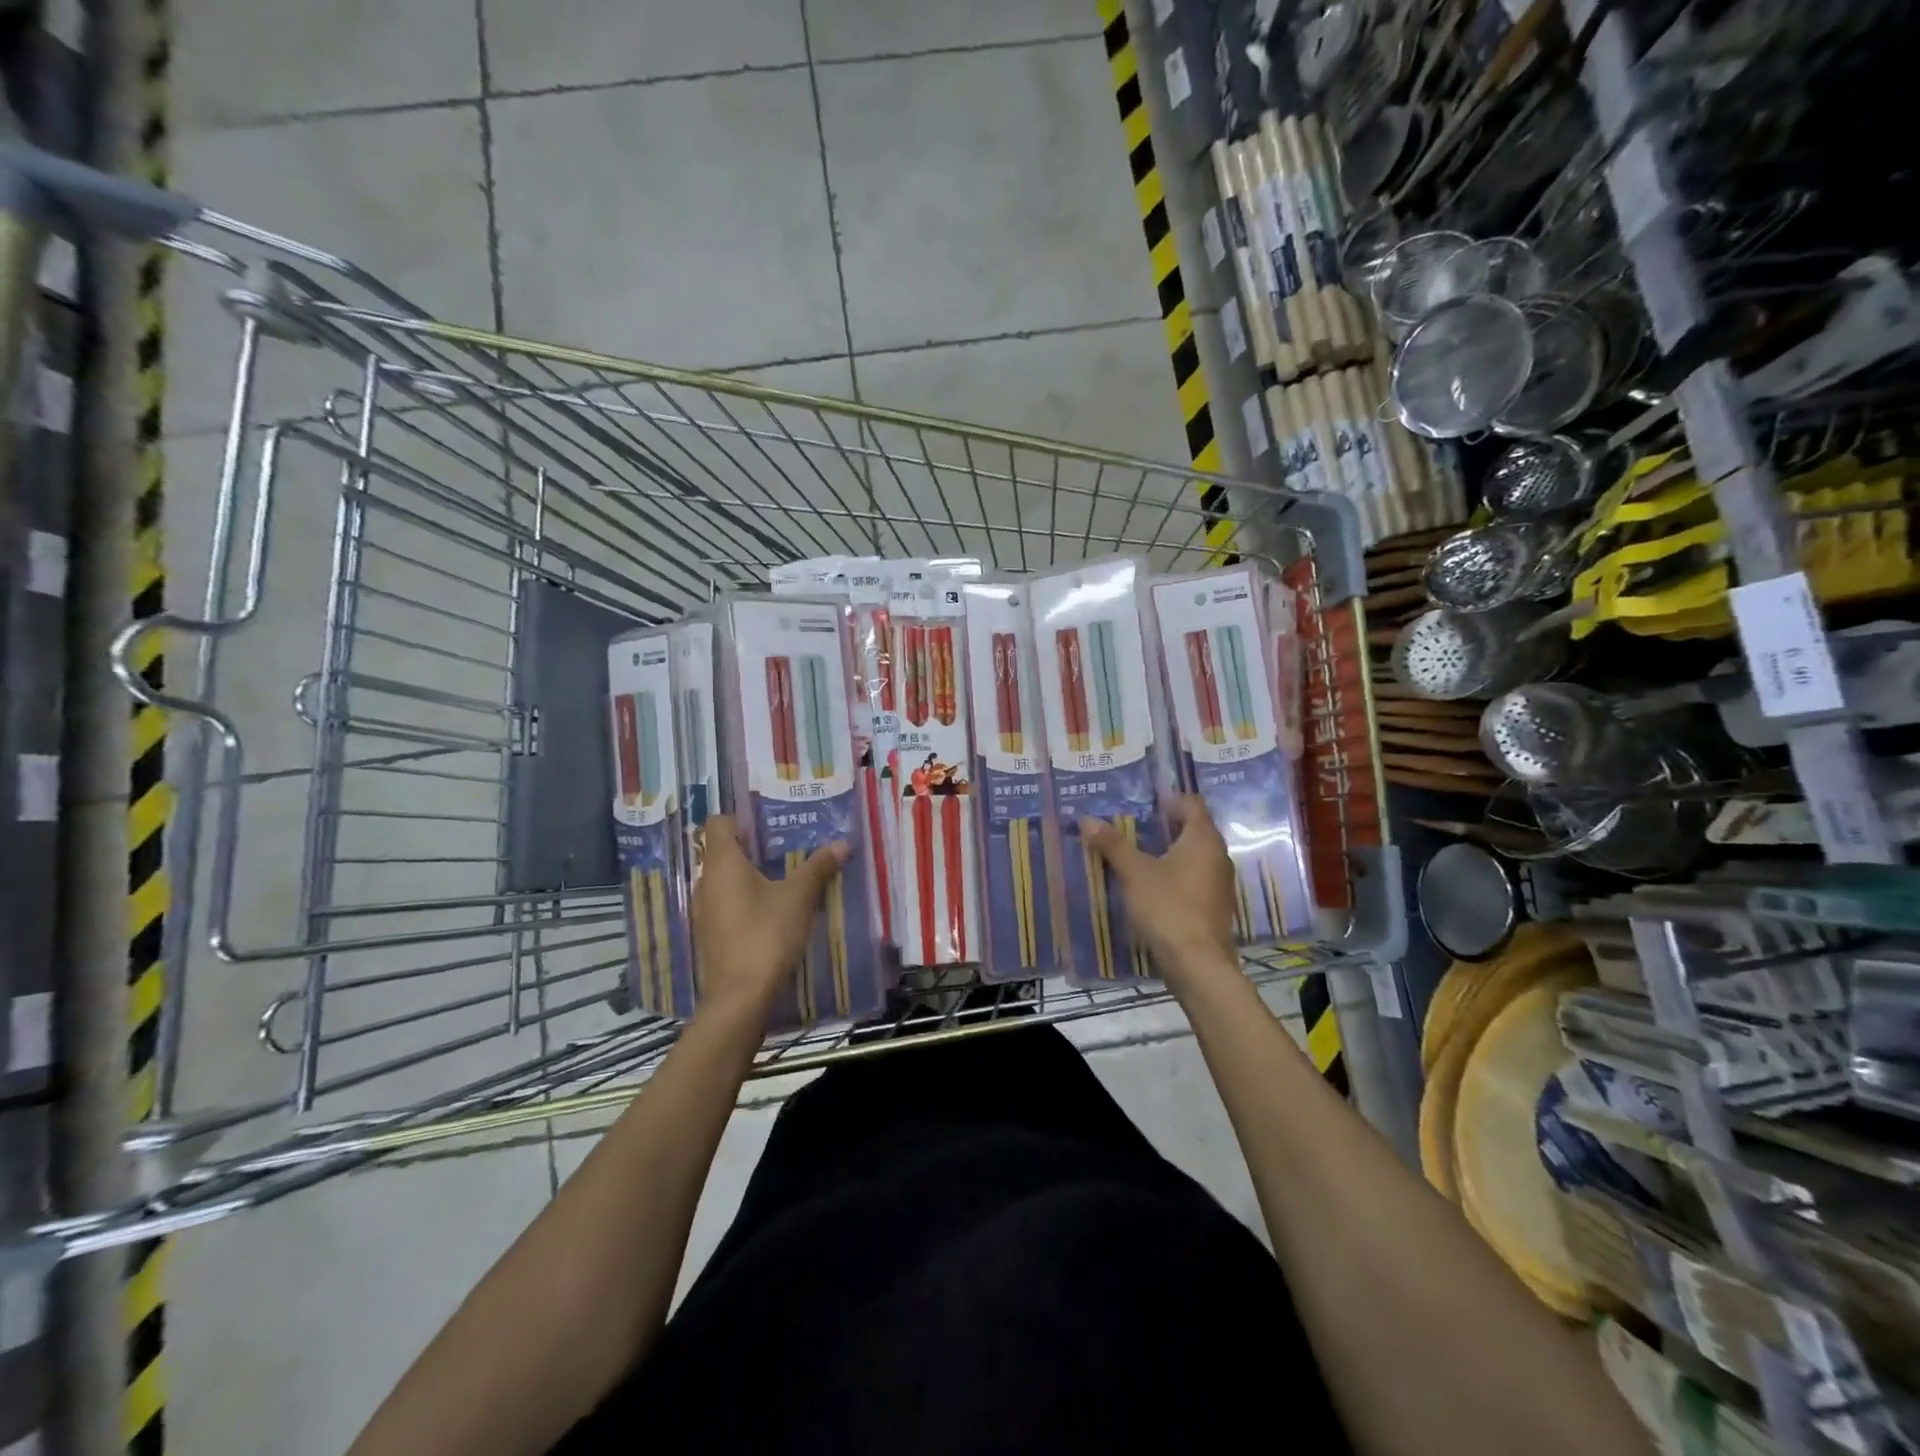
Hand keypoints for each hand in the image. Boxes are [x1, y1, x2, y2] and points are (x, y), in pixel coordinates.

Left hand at [691, 816, 848, 1023]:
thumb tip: (842, 843)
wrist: (741, 998)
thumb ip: (818, 868)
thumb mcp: (799, 897)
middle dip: (751, 849)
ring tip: (782, 880)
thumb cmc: (767, 935)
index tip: (767, 825)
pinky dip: (744, 903)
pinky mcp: (710, 937)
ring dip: (748, 878)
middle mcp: (705, 884)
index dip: (740, 819)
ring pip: (723, 882)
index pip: (718, 824)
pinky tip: (771, 913)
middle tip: (784, 849)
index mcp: (722, 865)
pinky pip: (725, 906)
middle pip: (722, 853)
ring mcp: (703, 913)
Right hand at [1082, 797, 1238, 987]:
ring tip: (1137, 855)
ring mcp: (1220, 884)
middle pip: (1194, 829)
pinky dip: (1175, 875)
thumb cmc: (1168, 908)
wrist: (1197, 965)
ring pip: (1194, 856)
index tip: (1144, 804)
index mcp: (1204, 839)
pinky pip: (1195, 879)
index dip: (1169, 799)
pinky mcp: (1215, 907)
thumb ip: (1113, 845)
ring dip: (1169, 852)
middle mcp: (1218, 856)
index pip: (1192, 804)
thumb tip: (1087, 819)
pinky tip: (1151, 886)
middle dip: (1165, 826)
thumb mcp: (1134, 873)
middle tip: (1133, 827)